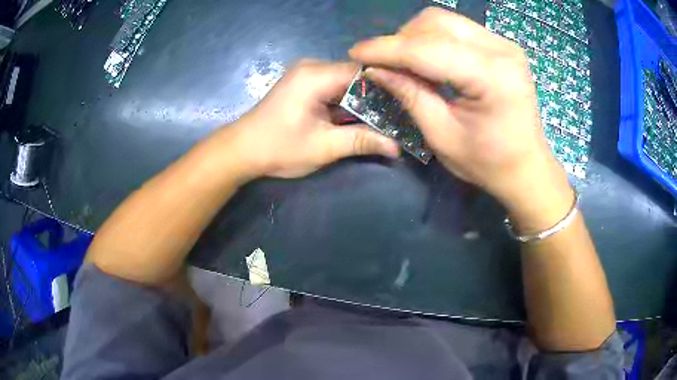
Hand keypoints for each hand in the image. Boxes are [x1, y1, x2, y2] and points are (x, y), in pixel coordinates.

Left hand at [226, 60, 398, 179]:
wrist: (242, 150)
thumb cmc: (279, 148)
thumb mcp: (323, 147)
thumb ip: (361, 141)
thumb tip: (397, 147)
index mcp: (316, 75)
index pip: (362, 72)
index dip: (386, 87)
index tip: (405, 105)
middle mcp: (312, 67)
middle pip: (355, 76)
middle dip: (377, 96)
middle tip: (399, 115)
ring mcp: (307, 75)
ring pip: (346, 83)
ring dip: (363, 101)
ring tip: (387, 117)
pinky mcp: (304, 85)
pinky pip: (334, 88)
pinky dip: (348, 102)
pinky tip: (363, 117)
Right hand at [349, 8, 572, 229]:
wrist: (527, 167)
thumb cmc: (488, 163)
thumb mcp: (442, 136)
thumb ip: (409, 95)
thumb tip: (375, 69)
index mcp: (492, 76)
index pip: (428, 49)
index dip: (387, 49)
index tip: (356, 52)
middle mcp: (501, 49)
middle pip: (436, 23)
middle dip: (402, 39)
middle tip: (385, 63)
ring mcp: (504, 44)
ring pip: (445, 21)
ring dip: (416, 36)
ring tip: (405, 62)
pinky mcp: (502, 46)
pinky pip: (458, 29)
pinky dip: (435, 39)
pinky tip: (427, 59)